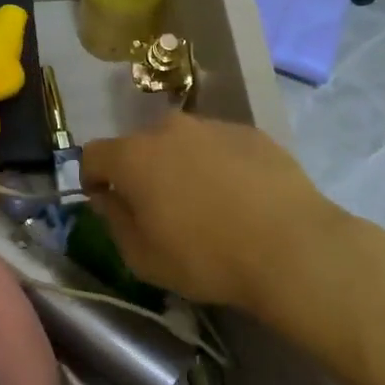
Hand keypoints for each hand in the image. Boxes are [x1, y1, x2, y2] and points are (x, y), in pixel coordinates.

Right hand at [81, 112, 343, 314]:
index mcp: (134, 156)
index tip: (105, 202)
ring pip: (182, 143)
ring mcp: (214, 126)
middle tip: (159, 208)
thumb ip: (114, 220)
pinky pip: (219, 146)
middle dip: (140, 172)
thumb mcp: (142, 257)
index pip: (93, 154)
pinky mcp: (252, 133)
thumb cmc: (206, 258)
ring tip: (205, 204)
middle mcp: (169, 129)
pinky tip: (239, 198)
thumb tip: (109, 197)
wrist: (292, 247)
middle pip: (140, 146)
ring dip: (181, 166)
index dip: (92, 178)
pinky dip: (218, 165)